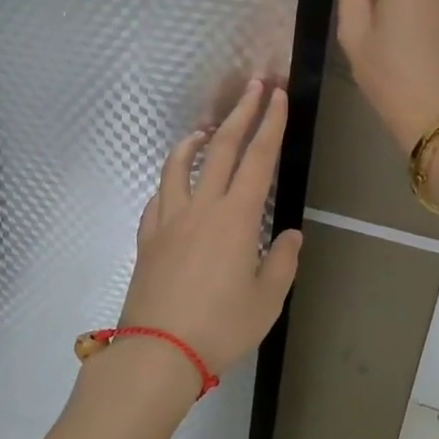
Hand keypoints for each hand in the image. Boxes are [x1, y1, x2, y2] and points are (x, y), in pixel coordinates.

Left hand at [114, 80, 303, 386]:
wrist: (158, 351)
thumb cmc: (221, 327)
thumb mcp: (266, 300)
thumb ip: (281, 262)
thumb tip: (290, 235)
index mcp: (235, 217)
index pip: (258, 158)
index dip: (270, 124)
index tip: (277, 96)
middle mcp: (201, 207)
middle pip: (223, 149)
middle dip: (241, 113)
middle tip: (254, 86)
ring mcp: (169, 219)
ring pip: (180, 165)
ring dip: (195, 141)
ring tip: (205, 129)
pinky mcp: (148, 237)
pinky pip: (157, 198)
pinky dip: (169, 182)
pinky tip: (174, 185)